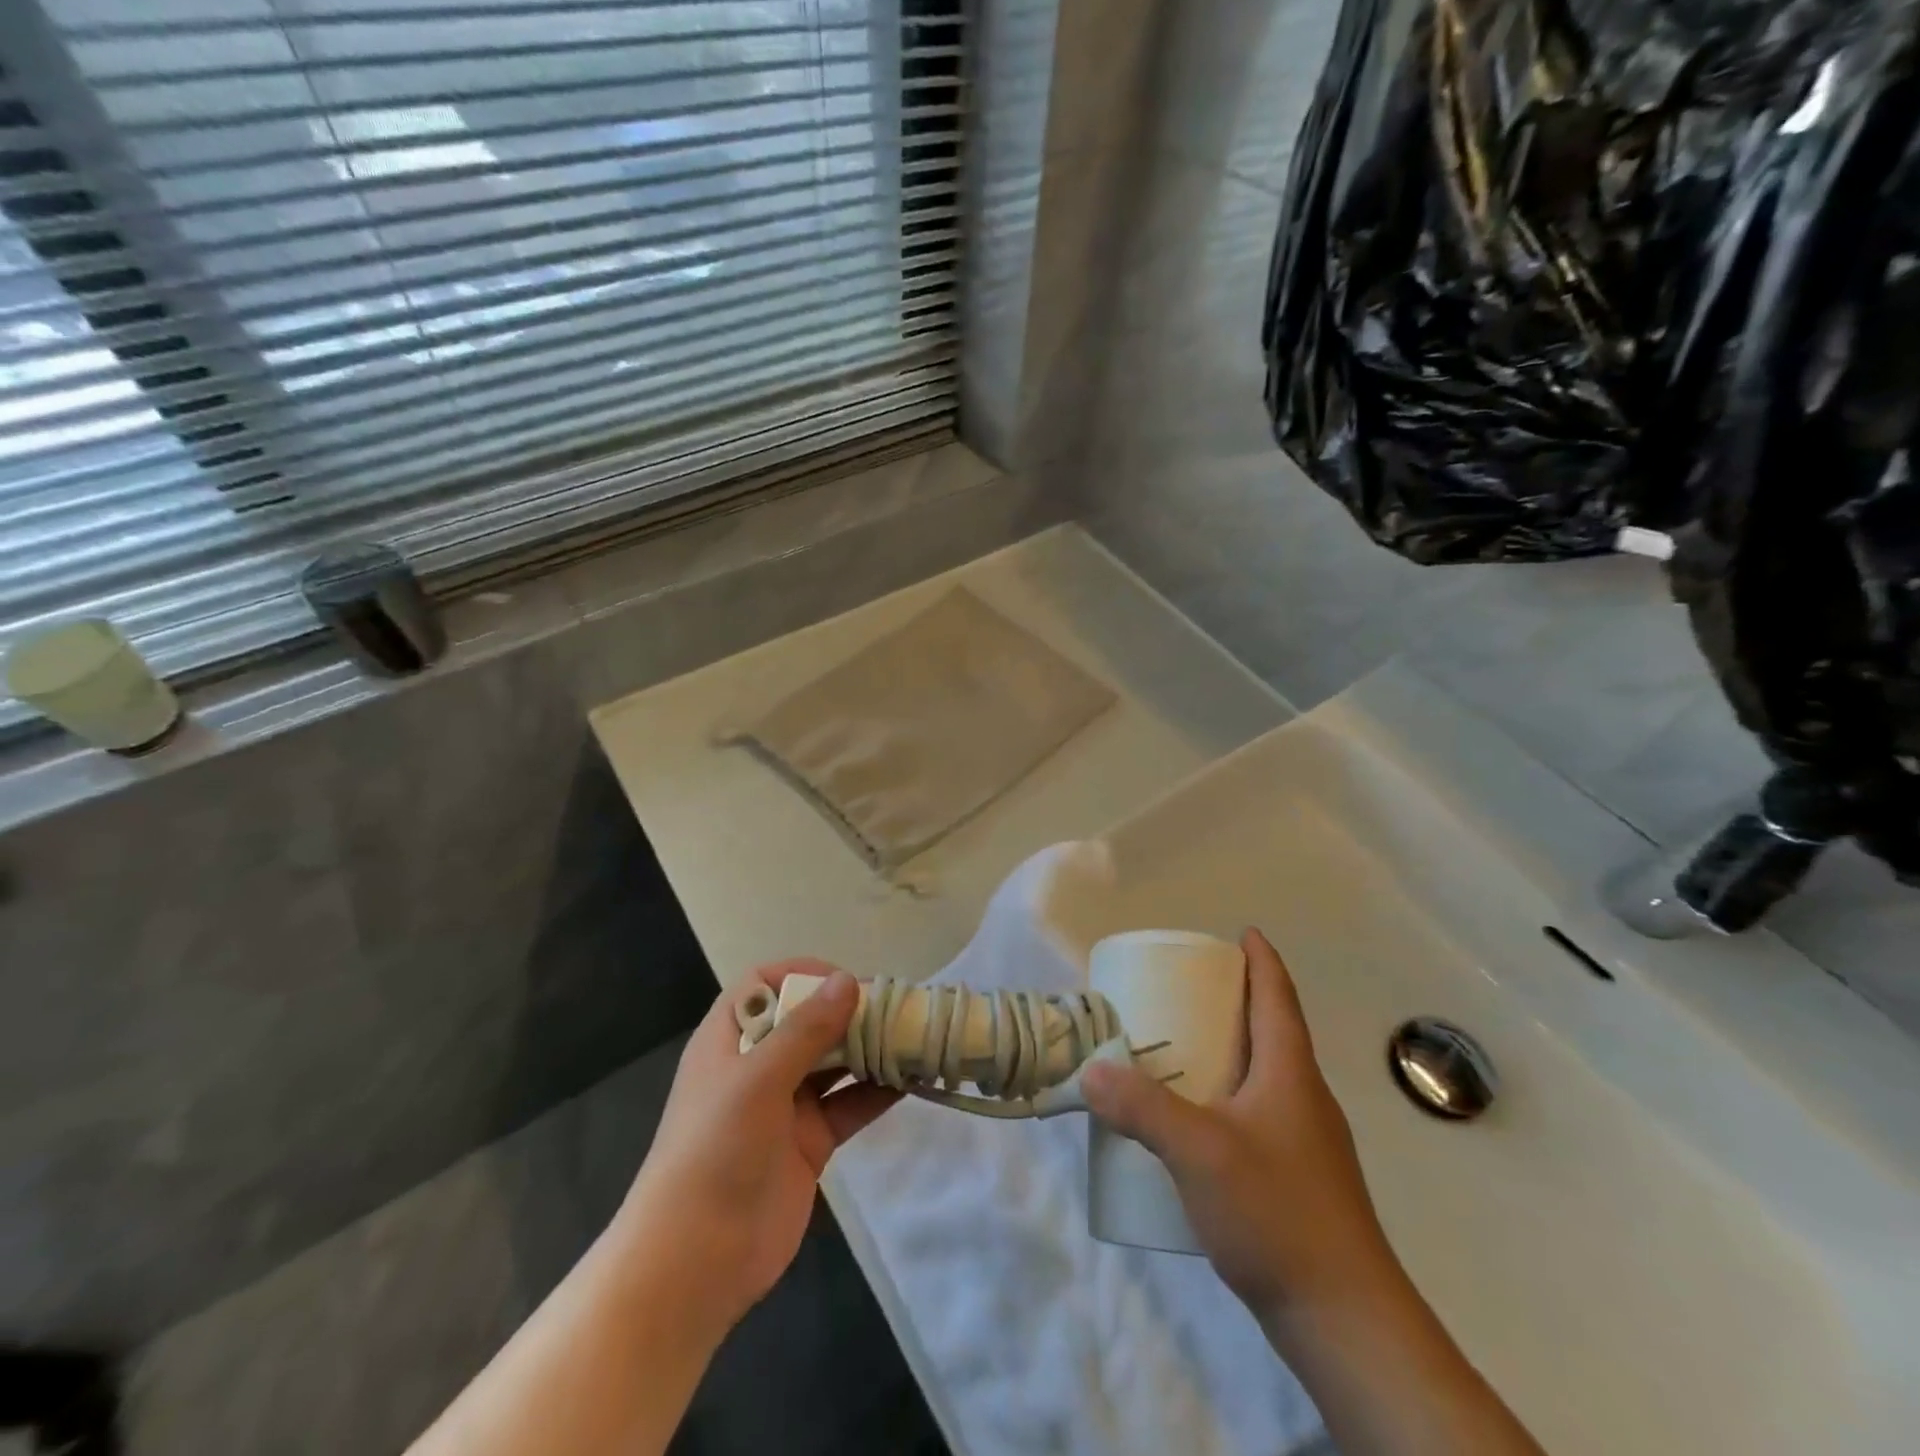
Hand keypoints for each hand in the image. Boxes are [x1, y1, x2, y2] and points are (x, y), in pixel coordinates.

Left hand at [615, 963, 898, 1333]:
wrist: (695, 1264)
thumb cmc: (715, 1151)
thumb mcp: (758, 1080)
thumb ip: (806, 1029)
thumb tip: (849, 980)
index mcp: (730, 1040)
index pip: (764, 985)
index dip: (801, 975)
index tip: (844, 983)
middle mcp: (757, 1066)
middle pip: (806, 1021)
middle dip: (848, 1012)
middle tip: (896, 1008)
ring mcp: (784, 1106)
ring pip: (833, 1062)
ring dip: (868, 1049)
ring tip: (912, 1037)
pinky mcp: (809, 1143)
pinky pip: (848, 1105)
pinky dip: (876, 1092)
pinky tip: (910, 1080)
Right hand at [1082, 929, 1397, 1326]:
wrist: (1345, 1321)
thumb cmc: (1277, 1212)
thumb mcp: (1200, 1151)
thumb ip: (1143, 1108)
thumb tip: (1091, 1072)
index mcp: (1290, 1073)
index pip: (1277, 997)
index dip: (1261, 960)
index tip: (1241, 933)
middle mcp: (1303, 1098)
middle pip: (1270, 1032)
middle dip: (1232, 1003)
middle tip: (1184, 991)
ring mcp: (1305, 1143)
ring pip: (1263, 1077)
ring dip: (1227, 1053)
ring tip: (1179, 1050)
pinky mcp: (1297, 1181)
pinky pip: (1256, 1117)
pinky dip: (1226, 1098)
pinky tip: (1194, 1125)